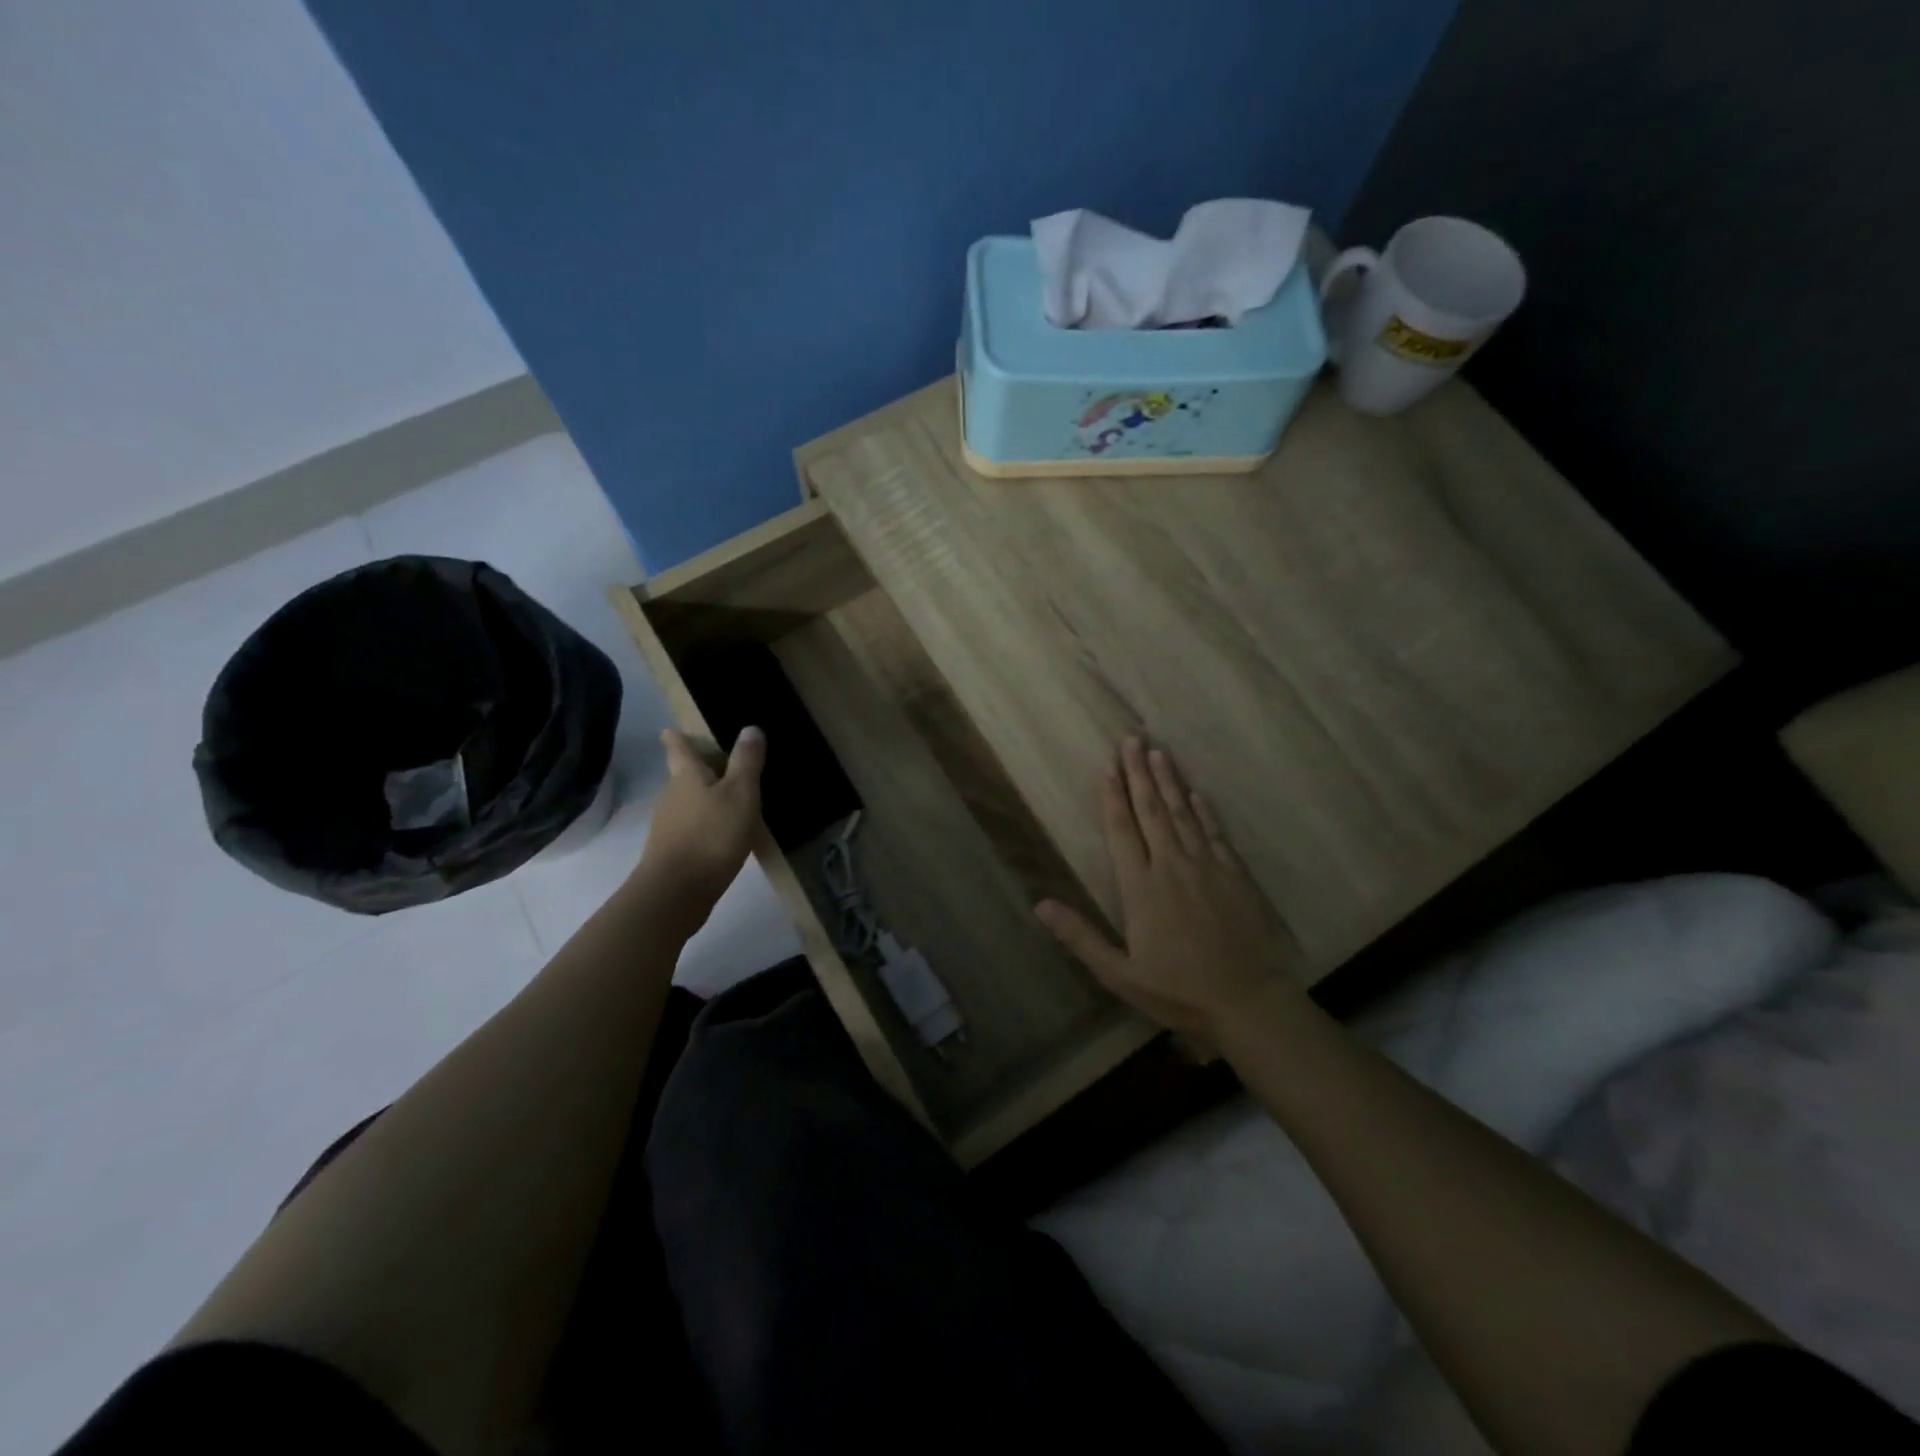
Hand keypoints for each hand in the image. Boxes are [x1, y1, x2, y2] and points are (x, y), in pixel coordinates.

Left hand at [634, 726, 765, 926]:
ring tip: (727, 798)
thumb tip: (750, 727)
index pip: (678, 749)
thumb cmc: (712, 834)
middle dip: (696, 768)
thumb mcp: (740, 794)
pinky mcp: (672, 852)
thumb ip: (746, 762)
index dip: (676, 737)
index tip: (670, 729)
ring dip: (703, 798)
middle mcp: (671, 796)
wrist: (677, 892)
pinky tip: (721, 834)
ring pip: (686, 802)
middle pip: (682, 775)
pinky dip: (704, 824)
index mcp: (687, 776)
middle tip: (717, 762)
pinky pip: (690, 828)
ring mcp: (668, 826)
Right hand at [1036, 737, 1296, 1037]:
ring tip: (1158, 751)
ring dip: (1169, 781)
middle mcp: (1172, 866)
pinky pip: (1214, 832)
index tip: (1107, 767)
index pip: (1122, 830)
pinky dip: (1203, 810)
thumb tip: (1040, 904)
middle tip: (1131, 739)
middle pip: (1152, 810)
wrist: (1249, 1002)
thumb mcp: (1120, 973)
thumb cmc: (1179, 991)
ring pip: (1182, 814)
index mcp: (1141, 888)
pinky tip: (1196, 793)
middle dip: (1139, 773)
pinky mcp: (1234, 874)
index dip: (1113, 796)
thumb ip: (1080, 937)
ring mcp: (1206, 867)